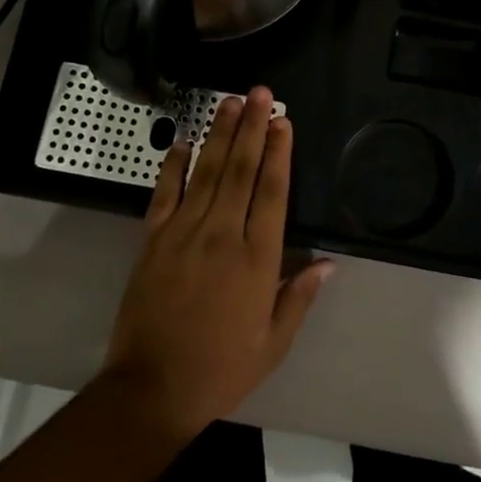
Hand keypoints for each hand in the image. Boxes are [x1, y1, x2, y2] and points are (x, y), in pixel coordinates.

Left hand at [101, 87, 331, 439]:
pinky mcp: (153, 239)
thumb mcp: (273, 342)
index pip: (272, 192)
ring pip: (207, 171)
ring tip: (231, 102)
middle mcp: (222, 234)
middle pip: (241, 170)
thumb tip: (328, 262)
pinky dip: (173, 165)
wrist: (152, 388)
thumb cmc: (221, 368)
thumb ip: (299, 297)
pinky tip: (182, 141)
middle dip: (253, 128)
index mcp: (257, 258)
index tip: (283, 121)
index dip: (279, 152)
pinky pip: (165, 193)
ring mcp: (184, 232)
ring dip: (221, 134)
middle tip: (260, 93)